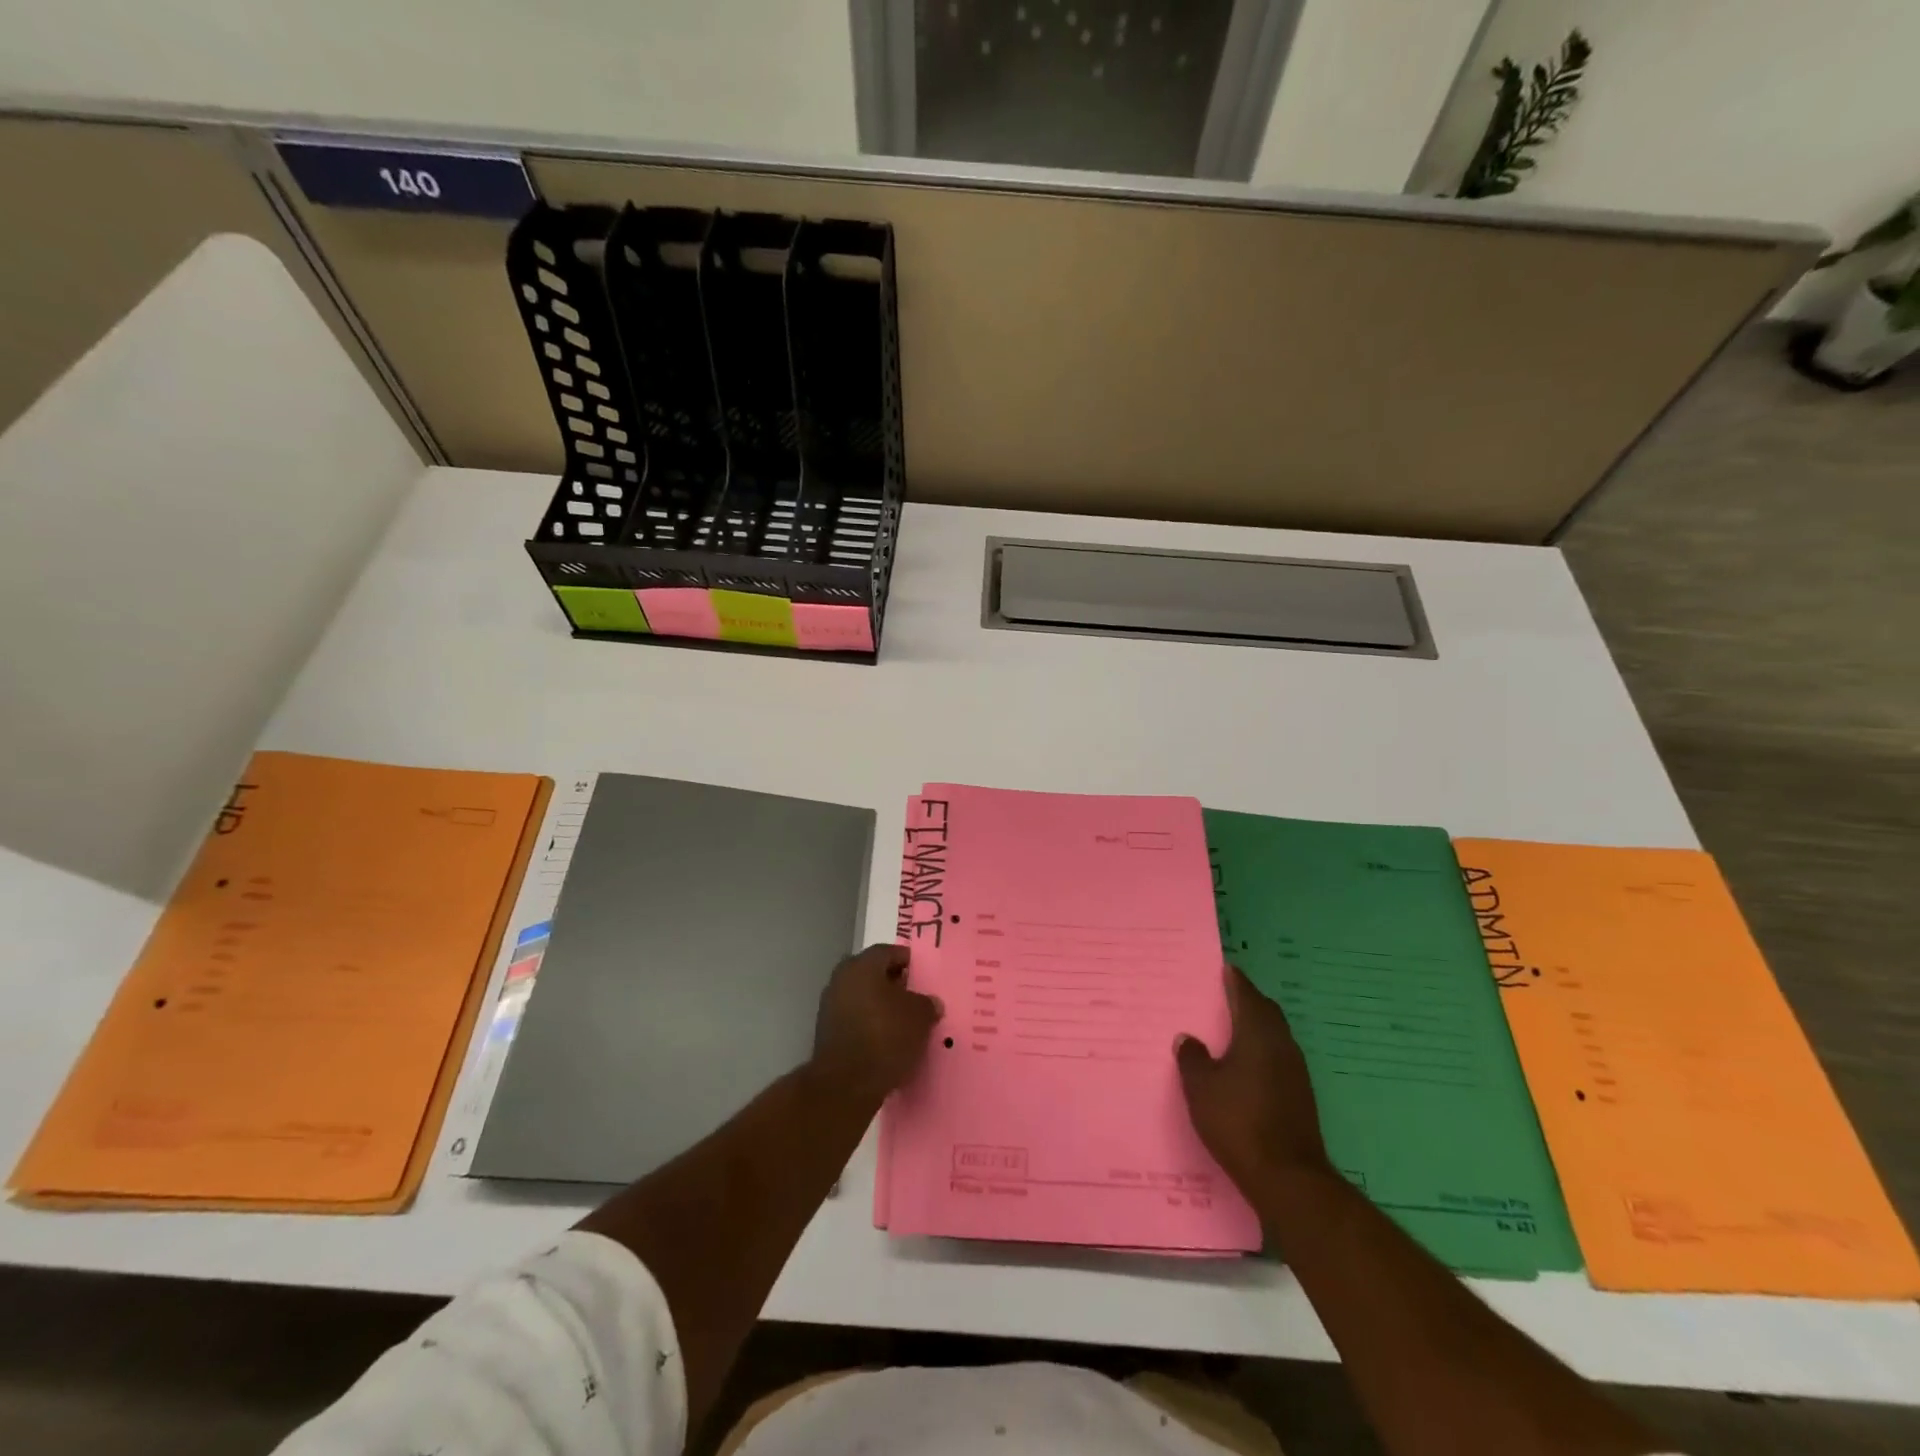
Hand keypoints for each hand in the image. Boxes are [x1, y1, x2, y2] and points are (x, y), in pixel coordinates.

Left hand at [810, 944, 940, 1103]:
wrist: (846, 1084)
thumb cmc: (885, 1037)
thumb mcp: (920, 1016)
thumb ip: (927, 1004)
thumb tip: (930, 1003)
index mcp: (862, 965)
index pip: (889, 952)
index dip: (908, 961)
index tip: (924, 975)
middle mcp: (842, 979)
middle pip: (874, 974)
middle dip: (895, 984)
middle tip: (917, 998)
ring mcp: (830, 1006)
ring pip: (864, 998)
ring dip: (882, 1007)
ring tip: (906, 1022)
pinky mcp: (827, 1034)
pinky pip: (856, 1020)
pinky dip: (871, 1025)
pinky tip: (889, 1040)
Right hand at [1177, 965, 1333, 1193]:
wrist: (1288, 1177)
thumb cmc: (1238, 1121)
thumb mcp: (1201, 1088)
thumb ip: (1193, 1058)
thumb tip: (1188, 1039)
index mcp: (1257, 1034)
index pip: (1246, 995)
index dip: (1235, 981)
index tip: (1225, 969)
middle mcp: (1282, 1045)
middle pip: (1266, 1012)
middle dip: (1248, 1000)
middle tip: (1227, 994)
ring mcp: (1296, 1072)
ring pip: (1275, 1036)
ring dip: (1257, 1026)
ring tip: (1232, 1027)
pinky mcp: (1300, 1096)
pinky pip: (1278, 1058)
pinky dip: (1262, 1050)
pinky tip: (1246, 1065)